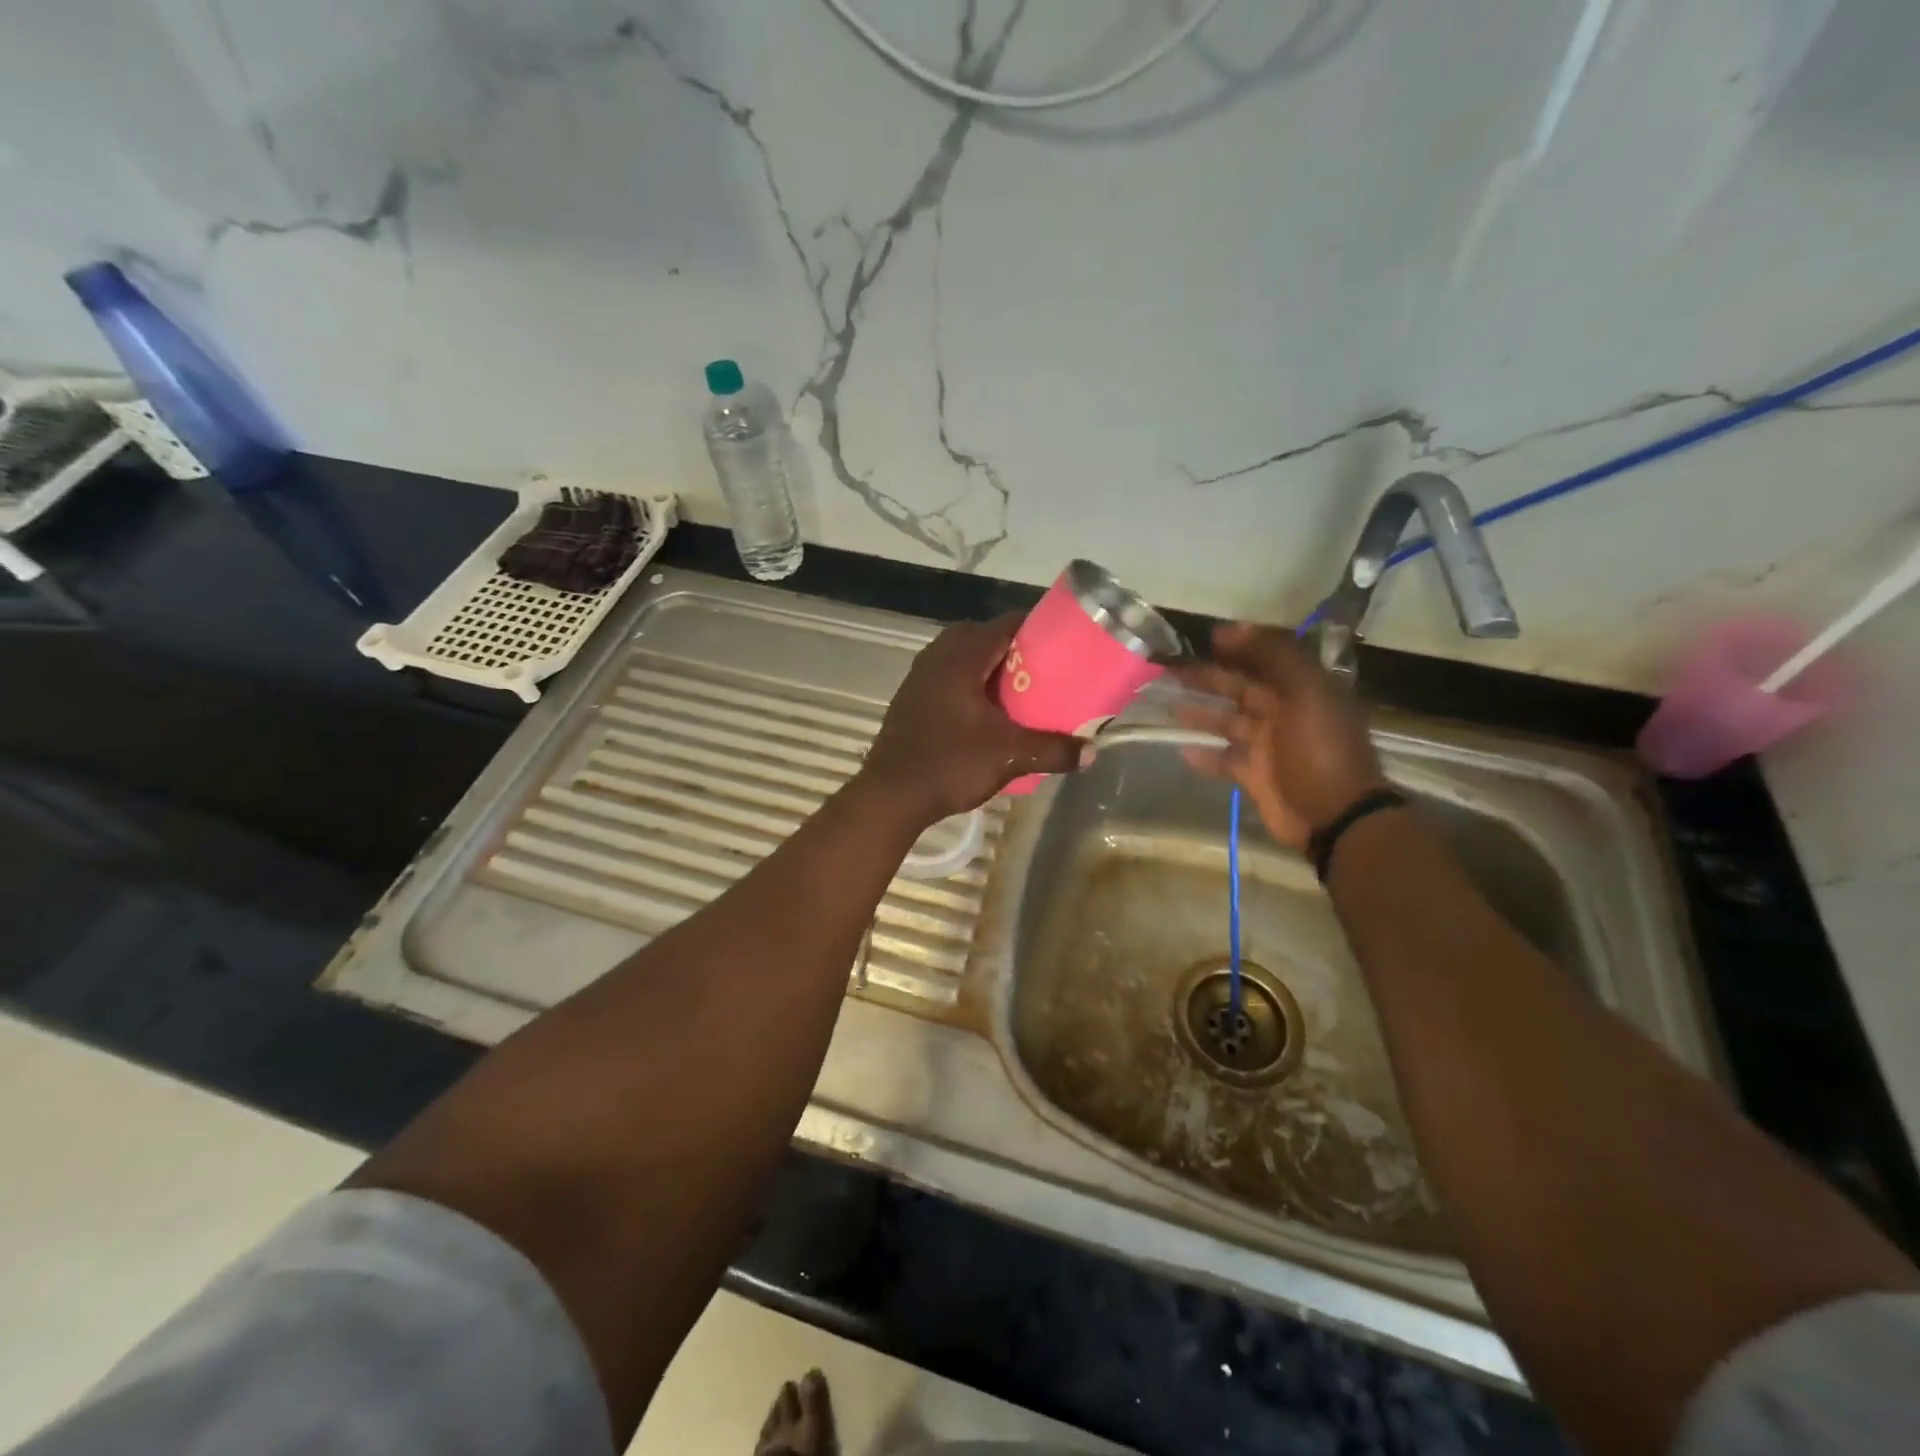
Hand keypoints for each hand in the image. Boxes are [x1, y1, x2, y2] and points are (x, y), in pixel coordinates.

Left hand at [858, 615, 1084, 826]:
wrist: (891, 795)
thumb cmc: (950, 764)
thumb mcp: (1009, 756)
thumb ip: (1053, 750)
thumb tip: (1091, 752)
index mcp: (962, 656)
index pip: (1007, 623)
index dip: (1037, 628)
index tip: (1062, 644)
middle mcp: (937, 656)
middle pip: (984, 637)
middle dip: (1015, 650)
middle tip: (1043, 671)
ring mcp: (919, 676)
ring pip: (963, 658)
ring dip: (990, 668)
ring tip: (1018, 691)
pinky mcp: (910, 698)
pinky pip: (947, 677)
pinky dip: (969, 684)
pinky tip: (984, 713)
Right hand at [1168, 622, 1389, 849]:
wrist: (1334, 816)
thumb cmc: (1320, 750)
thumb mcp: (1306, 693)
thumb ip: (1274, 656)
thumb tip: (1233, 628)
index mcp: (1302, 689)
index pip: (1267, 658)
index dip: (1239, 646)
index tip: (1206, 638)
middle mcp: (1284, 713)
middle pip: (1241, 688)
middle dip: (1209, 677)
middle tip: (1171, 669)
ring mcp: (1268, 746)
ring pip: (1227, 722)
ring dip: (1201, 712)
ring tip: (1168, 704)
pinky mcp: (1254, 775)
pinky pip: (1224, 759)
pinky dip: (1204, 755)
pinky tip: (1181, 748)